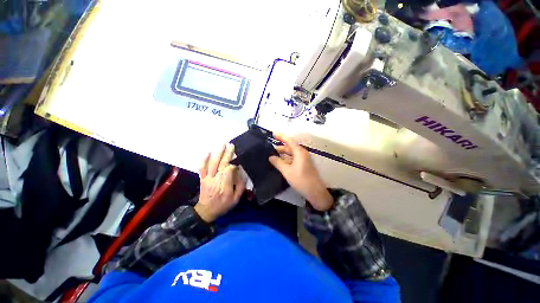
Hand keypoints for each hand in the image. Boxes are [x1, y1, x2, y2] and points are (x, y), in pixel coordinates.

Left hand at [194, 144, 245, 221]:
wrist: (206, 211)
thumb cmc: (223, 205)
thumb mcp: (236, 199)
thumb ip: (240, 186)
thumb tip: (242, 173)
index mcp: (225, 187)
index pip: (229, 171)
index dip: (233, 164)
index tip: (238, 160)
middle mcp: (216, 181)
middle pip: (221, 165)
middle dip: (227, 154)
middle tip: (231, 145)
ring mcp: (208, 179)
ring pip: (212, 164)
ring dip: (217, 153)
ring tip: (222, 144)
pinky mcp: (202, 178)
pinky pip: (202, 168)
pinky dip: (204, 159)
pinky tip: (208, 152)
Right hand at [268, 134, 333, 210]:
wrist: (315, 192)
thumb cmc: (301, 180)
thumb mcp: (287, 171)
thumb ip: (278, 162)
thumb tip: (270, 157)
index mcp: (299, 152)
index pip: (289, 141)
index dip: (281, 136)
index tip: (273, 134)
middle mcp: (302, 153)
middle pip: (290, 147)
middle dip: (280, 147)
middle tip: (269, 149)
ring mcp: (303, 159)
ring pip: (291, 153)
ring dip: (282, 154)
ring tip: (272, 155)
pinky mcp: (303, 165)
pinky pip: (293, 159)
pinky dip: (286, 159)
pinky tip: (279, 162)